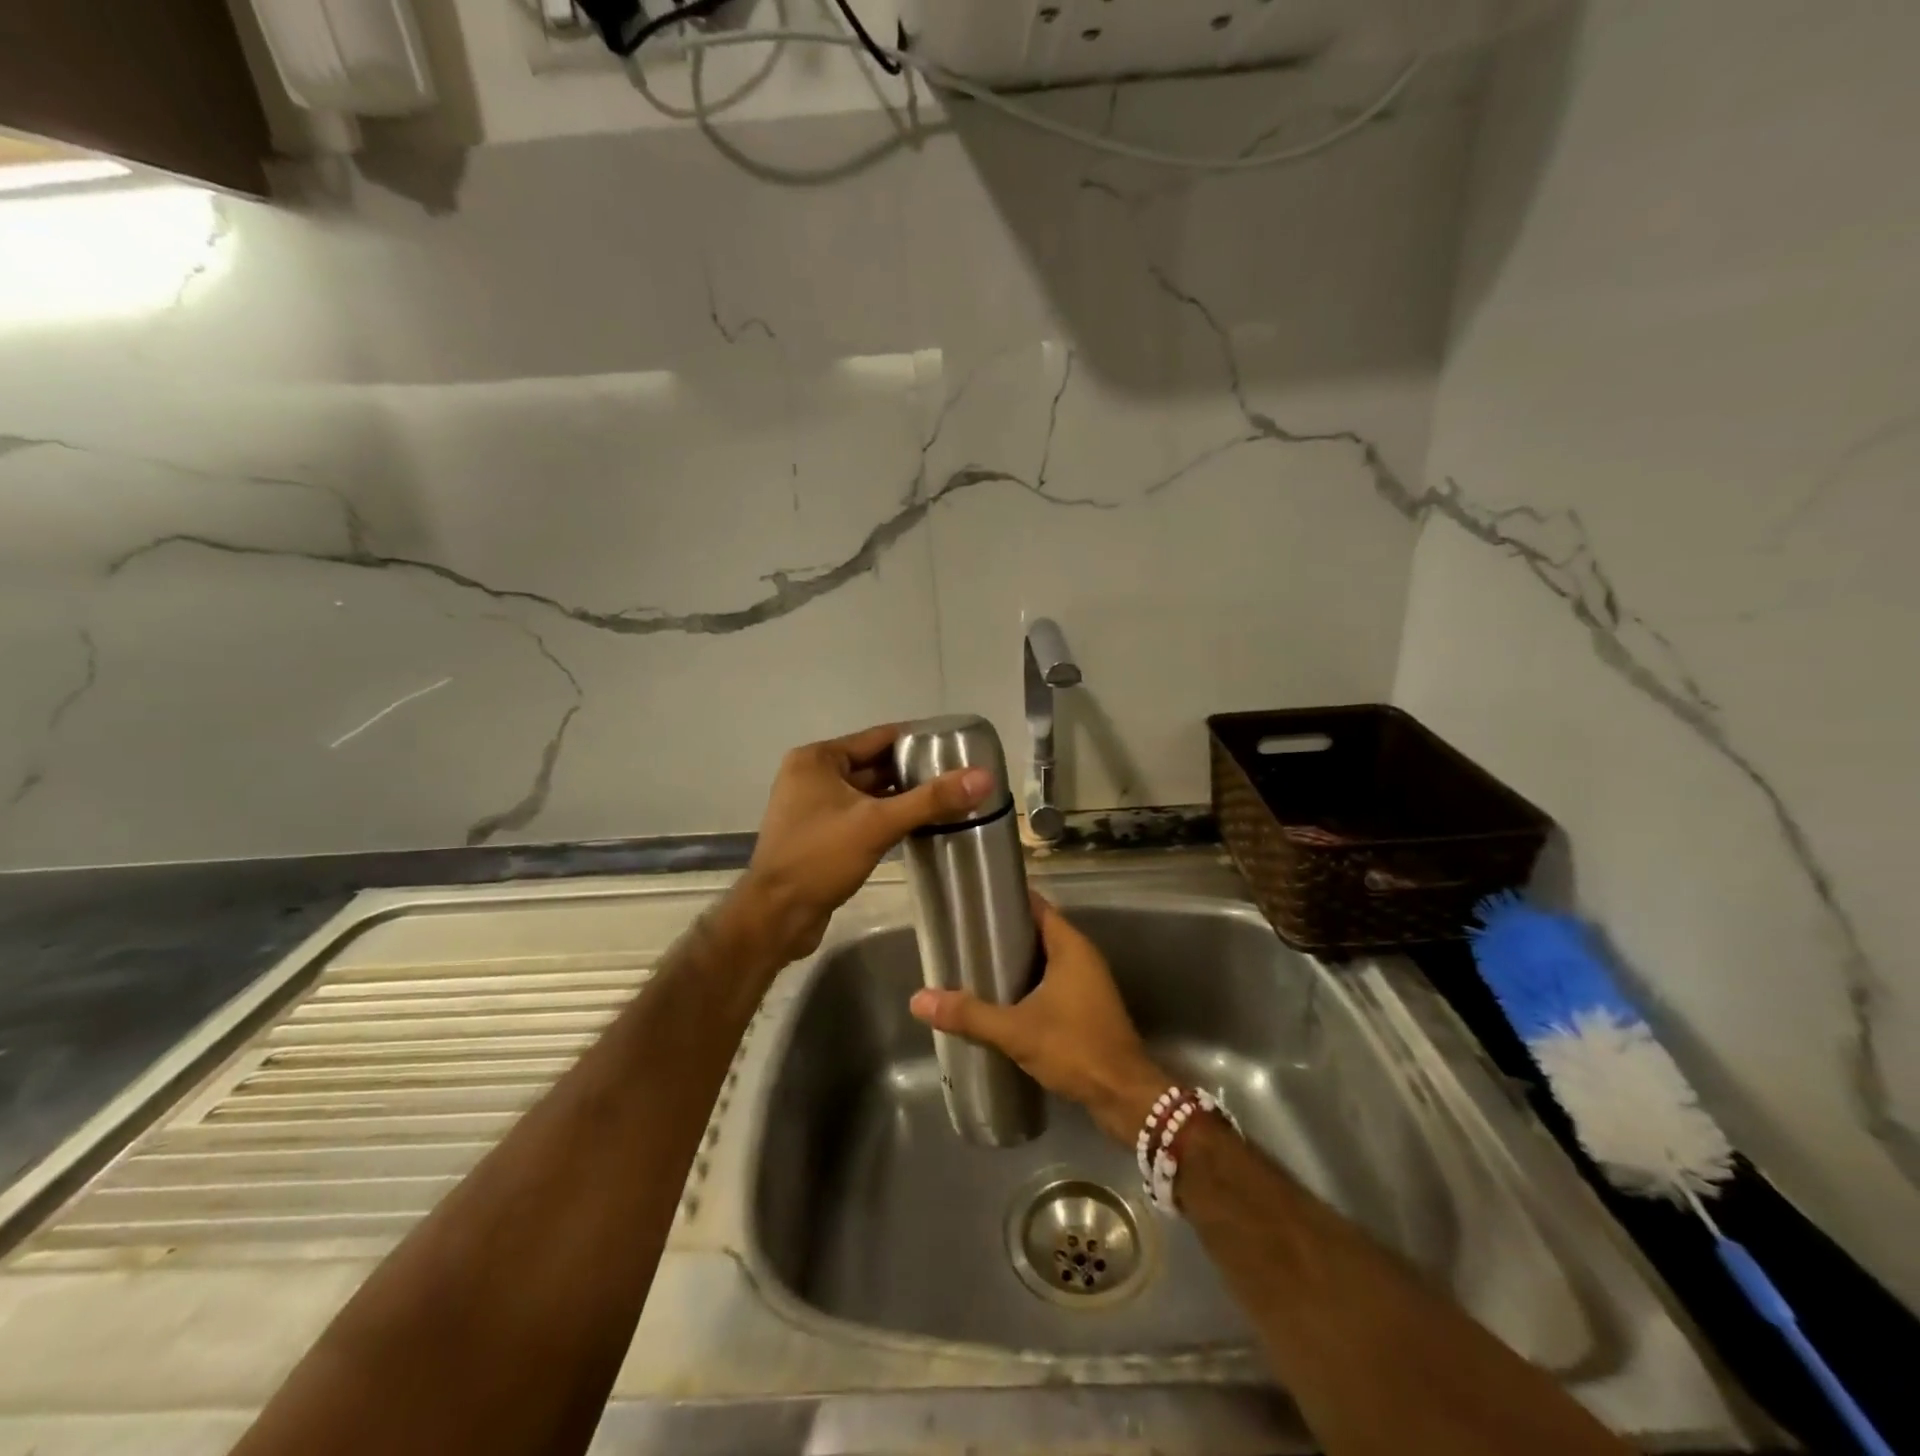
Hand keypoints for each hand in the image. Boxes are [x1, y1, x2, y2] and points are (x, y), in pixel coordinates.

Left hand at [731, 723, 991, 965]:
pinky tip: (918, 825)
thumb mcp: (878, 824)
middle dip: (913, 770)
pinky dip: (886, 816)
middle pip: (873, 764)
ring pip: (868, 792)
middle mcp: (812, 775)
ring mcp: (813, 806)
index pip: (878, 737)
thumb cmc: (820, 858)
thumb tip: (984, 777)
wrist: (776, 917)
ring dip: (901, 796)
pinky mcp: (820, 834)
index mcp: (818, 759)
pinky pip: (861, 815)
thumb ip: (931, 800)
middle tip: (958, 775)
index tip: (956, 746)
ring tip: (947, 798)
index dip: (918, 740)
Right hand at [910, 894, 1169, 1142]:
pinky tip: (1000, 1001)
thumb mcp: (1016, 1030)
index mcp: (1071, 947)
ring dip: (1014, 963)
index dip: (1007, 900)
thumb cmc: (1075, 1048)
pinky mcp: (1086, 1009)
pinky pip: (1051, 984)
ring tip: (974, 966)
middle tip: (964, 936)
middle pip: (1037, 932)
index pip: (1037, 906)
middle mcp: (1082, 958)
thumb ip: (969, 1014)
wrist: (1125, 1096)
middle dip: (1003, 934)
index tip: (974, 901)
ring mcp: (1087, 984)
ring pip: (1044, 961)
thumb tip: (918, 1000)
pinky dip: (1027, 986)